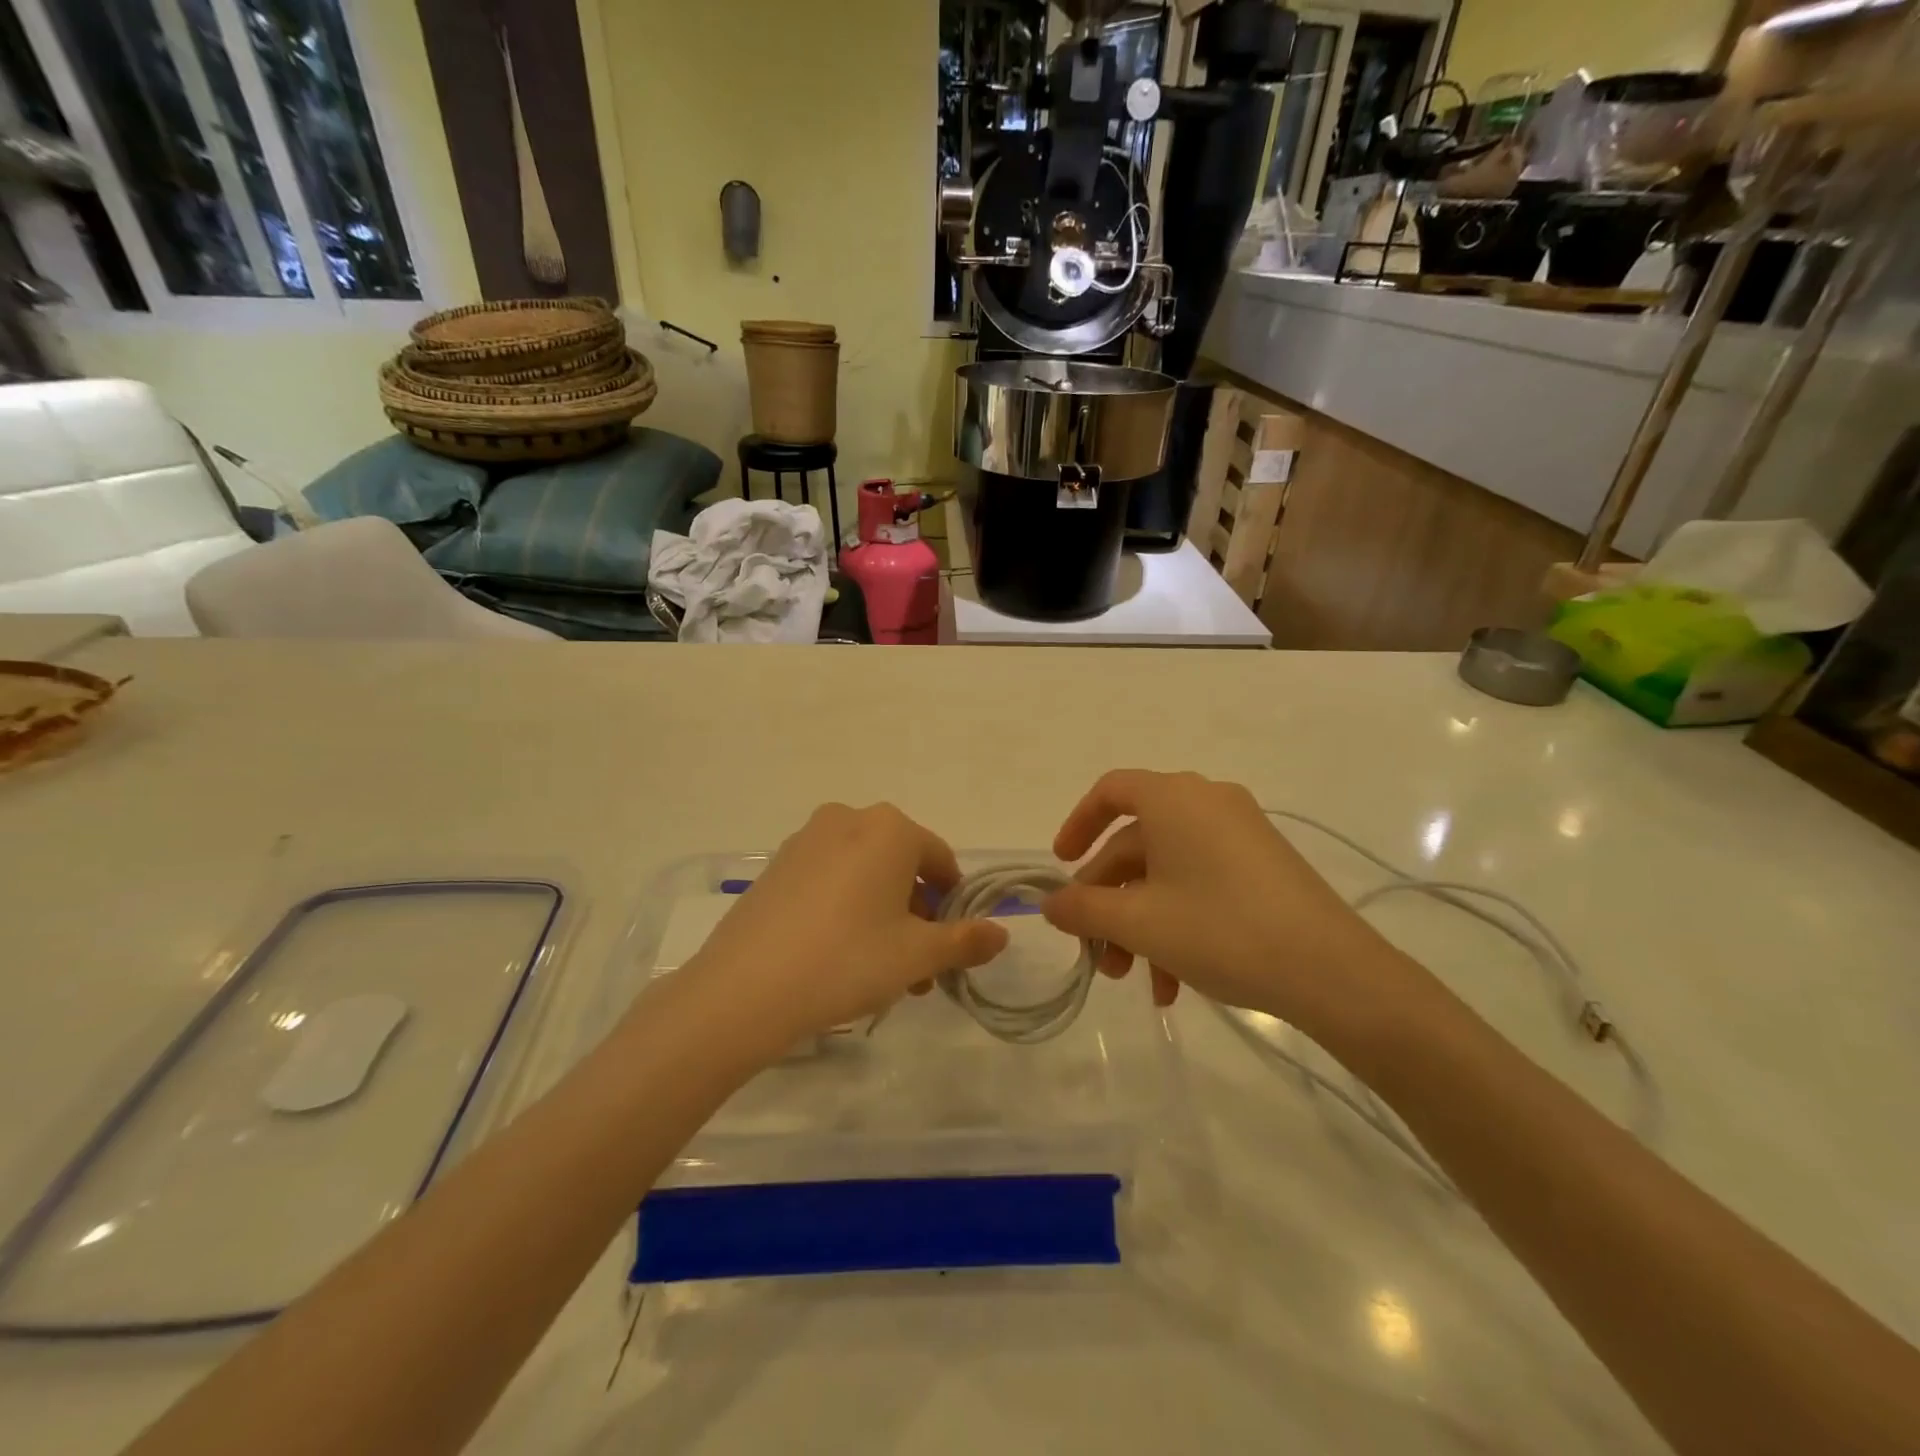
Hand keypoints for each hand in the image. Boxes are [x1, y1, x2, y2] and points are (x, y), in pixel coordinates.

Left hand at [678, 803, 1007, 1056]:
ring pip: (864, 875)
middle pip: (901, 867)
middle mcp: (848, 819)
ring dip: (883, 916)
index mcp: (890, 828)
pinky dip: (845, 909)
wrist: (745, 989)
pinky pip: (829, 880)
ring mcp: (806, 840)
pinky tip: (837, 956)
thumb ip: (965, 940)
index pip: (940, 860)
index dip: (953, 904)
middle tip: (917, 970)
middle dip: (917, 916)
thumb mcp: (917, 955)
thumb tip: (1002, 932)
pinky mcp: (776, 866)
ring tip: (881, 972)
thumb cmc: (848, 960)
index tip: (950, 946)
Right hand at [1042, 770, 1417, 1046]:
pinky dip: (1178, 922)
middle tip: (1098, 954)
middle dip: (1109, 901)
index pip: (1110, 791)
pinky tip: (1174, 982)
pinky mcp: (1263, 865)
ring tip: (1136, 981)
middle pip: (1136, 843)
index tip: (1061, 866)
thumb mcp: (1140, 923)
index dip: (1077, 825)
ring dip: (1141, 923)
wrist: (1333, 971)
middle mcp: (1206, 803)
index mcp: (1174, 799)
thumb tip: (1050, 904)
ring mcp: (1240, 834)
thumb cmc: (1221, 930)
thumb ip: (1083, 910)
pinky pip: (1201, 883)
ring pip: (1167, 872)